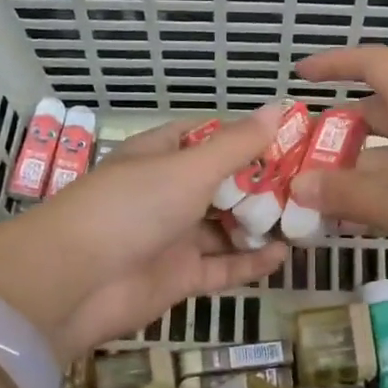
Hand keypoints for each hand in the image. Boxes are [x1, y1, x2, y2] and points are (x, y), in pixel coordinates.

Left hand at [0, 106, 288, 361]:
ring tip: (306, 219)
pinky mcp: (179, 277)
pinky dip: (251, 261)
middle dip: (262, 185)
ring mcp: (172, 237)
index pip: (207, 137)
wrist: (76, 282)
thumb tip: (279, 105)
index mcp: (160, 156)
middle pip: (222, 185)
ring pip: (225, 227)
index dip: (245, 136)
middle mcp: (166, 194)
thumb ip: (237, 144)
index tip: (289, 138)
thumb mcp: (189, 168)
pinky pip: (223, 267)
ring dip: (260, 224)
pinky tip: (284, 254)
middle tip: (311, 183)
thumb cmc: (132, 208)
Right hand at [287, 46, 387, 286]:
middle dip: (336, 134)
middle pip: (377, 114)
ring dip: (355, 173)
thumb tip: (298, 185)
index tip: (299, 77)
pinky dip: (381, 196)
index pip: (371, 64)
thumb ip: (343, 192)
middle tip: (297, 160)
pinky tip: (357, 223)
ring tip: (314, 200)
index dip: (334, 64)